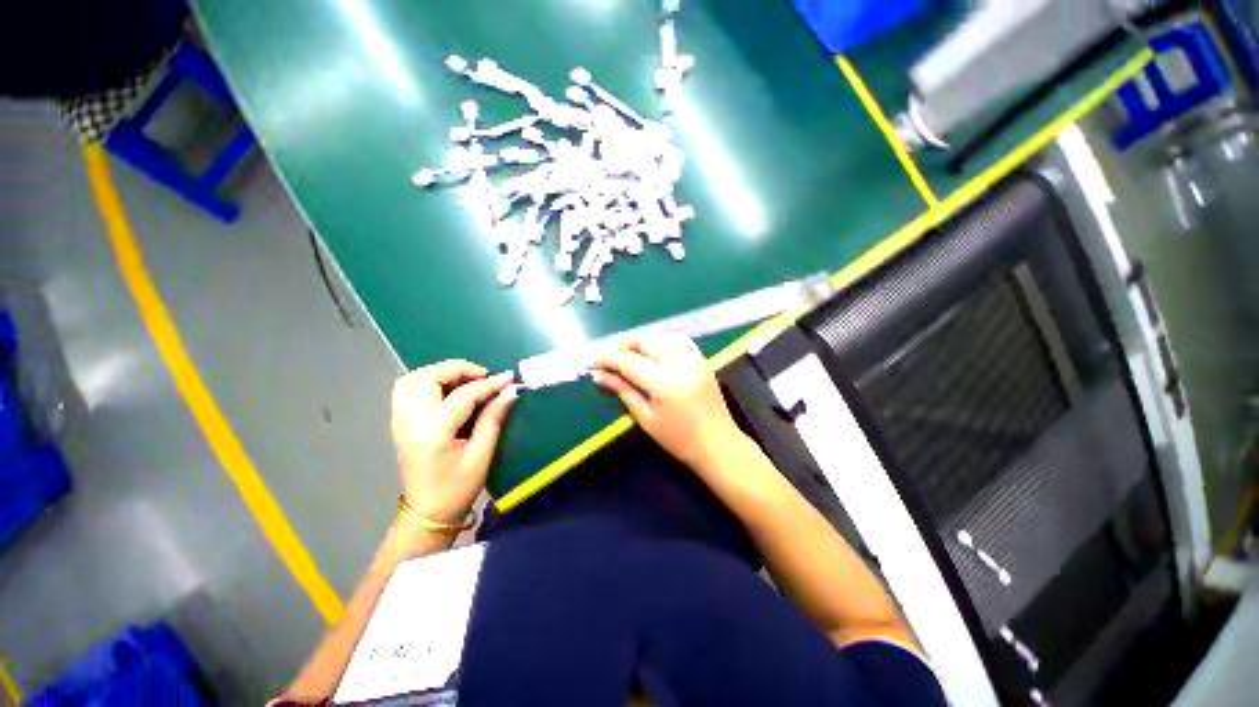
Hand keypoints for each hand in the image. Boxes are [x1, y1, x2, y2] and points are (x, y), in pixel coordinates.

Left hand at [390, 360, 517, 524]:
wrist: (427, 514)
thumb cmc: (457, 489)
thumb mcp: (482, 456)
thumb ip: (493, 419)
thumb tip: (509, 392)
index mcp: (433, 434)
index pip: (462, 395)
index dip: (488, 384)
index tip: (508, 378)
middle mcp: (410, 422)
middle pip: (429, 377)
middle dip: (459, 369)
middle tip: (483, 377)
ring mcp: (400, 421)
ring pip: (412, 379)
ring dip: (440, 372)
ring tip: (465, 380)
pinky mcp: (399, 423)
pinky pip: (406, 389)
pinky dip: (426, 380)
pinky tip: (446, 389)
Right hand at [590, 334, 744, 469]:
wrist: (719, 444)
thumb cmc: (679, 439)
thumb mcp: (646, 418)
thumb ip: (623, 391)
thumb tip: (598, 375)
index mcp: (664, 382)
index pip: (628, 361)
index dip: (606, 358)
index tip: (590, 361)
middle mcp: (680, 362)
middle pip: (644, 341)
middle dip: (622, 345)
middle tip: (607, 359)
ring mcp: (694, 357)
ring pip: (660, 336)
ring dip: (640, 342)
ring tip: (626, 355)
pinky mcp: (701, 358)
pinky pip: (676, 339)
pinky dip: (659, 341)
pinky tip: (651, 353)